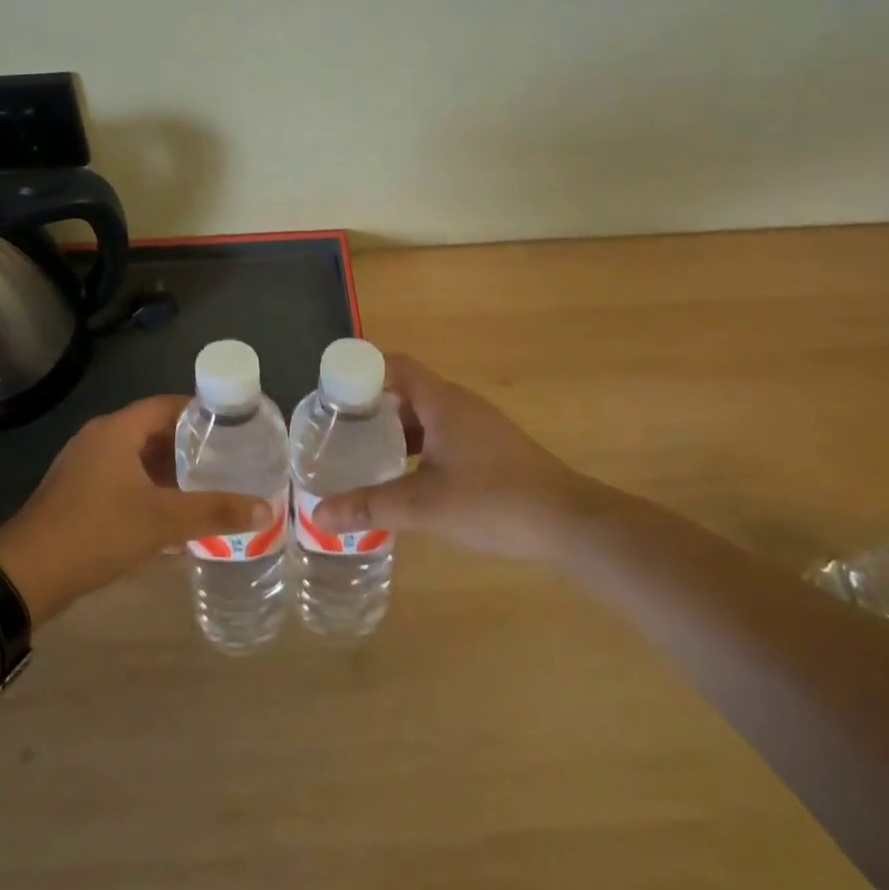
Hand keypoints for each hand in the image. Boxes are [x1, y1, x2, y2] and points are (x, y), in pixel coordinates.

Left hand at [0, 396, 274, 620]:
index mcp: (117, 430)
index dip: (201, 411)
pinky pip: (121, 478)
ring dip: (168, 469)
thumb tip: (266, 509)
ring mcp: (83, 466)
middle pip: (152, 429)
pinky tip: (169, 514)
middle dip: (188, 444)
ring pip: (136, 457)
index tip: (233, 425)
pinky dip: (148, 488)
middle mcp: (98, 438)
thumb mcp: (162, 521)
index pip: (167, 405)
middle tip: (226, 458)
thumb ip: (214, 512)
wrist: (25, 575)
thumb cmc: (97, 532)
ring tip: (205, 484)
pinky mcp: (75, 492)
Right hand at [311, 355, 602, 560]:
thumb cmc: (494, 500)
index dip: (362, 370)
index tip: (331, 392)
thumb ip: (371, 506)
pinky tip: (404, 479)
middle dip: (371, 406)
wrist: (571, 524)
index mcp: (443, 402)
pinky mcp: (490, 451)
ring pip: (425, 417)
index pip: (396, 366)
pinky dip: (417, 449)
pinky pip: (442, 437)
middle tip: (337, 429)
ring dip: (395, 431)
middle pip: (407, 391)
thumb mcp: (425, 504)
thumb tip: (317, 515)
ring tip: (361, 454)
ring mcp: (478, 429)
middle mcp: (460, 406)